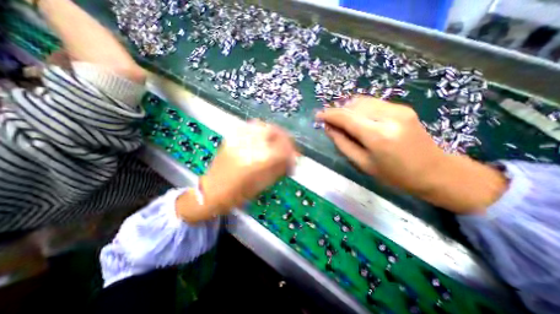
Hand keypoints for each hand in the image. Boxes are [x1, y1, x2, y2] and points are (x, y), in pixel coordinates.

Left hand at [178, 121, 296, 221]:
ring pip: (263, 125)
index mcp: (258, 161)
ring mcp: (239, 139)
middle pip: (274, 131)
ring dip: (274, 132)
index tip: (295, 157)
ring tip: (277, 141)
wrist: (212, 191)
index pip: (283, 149)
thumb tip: (291, 159)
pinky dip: (262, 130)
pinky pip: (251, 126)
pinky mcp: (232, 137)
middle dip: (285, 138)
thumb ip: (279, 168)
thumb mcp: (263, 184)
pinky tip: (264, 138)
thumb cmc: (238, 193)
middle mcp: (249, 145)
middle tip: (288, 146)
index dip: (293, 152)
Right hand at [317, 97, 510, 213]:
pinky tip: (358, 120)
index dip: (329, 115)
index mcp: (378, 136)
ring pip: (362, 101)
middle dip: (338, 112)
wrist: (434, 171)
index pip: (346, 117)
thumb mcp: (363, 164)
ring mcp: (398, 109)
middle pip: (353, 105)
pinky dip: (360, 109)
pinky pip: (373, 103)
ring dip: (348, 109)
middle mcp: (388, 116)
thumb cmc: (394, 174)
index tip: (317, 116)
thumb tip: (328, 128)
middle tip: (330, 123)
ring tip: (342, 122)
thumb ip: (343, 143)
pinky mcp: (402, 108)